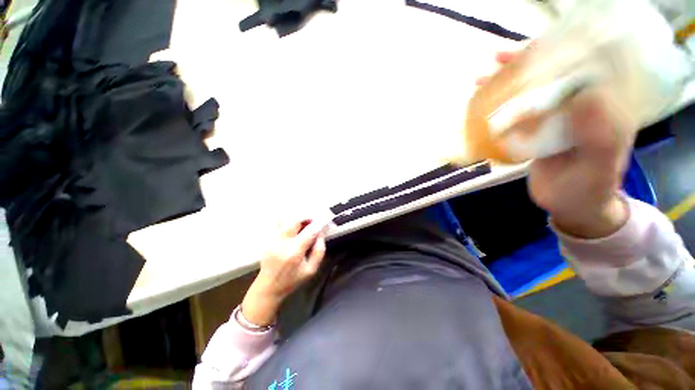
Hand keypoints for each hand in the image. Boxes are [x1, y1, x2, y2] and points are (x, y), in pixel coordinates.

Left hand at [241, 219, 326, 326]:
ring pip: (284, 219)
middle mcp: (282, 243)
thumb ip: (319, 251)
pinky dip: (287, 221)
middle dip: (306, 217)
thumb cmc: (292, 280)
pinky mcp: (267, 239)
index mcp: (294, 252)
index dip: (319, 223)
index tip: (325, 219)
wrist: (268, 287)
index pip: (309, 231)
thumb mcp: (311, 270)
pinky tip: (292, 228)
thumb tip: (320, 233)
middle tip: (313, 220)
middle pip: (294, 220)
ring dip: (296, 218)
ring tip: (302, 223)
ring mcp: (272, 240)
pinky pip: (277, 223)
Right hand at [479, 52, 631, 238]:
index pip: (583, 65)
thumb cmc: (587, 191)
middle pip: (553, 73)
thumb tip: (583, 94)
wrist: (571, 206)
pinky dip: (503, 106)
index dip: (558, 51)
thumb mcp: (598, 167)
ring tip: (483, 80)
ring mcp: (558, 118)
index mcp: (604, 107)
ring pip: (533, 92)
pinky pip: (522, 112)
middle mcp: (581, 106)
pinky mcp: (540, 130)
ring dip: (508, 83)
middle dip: (525, 63)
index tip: (531, 48)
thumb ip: (598, 135)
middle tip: (497, 60)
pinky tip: (485, 107)